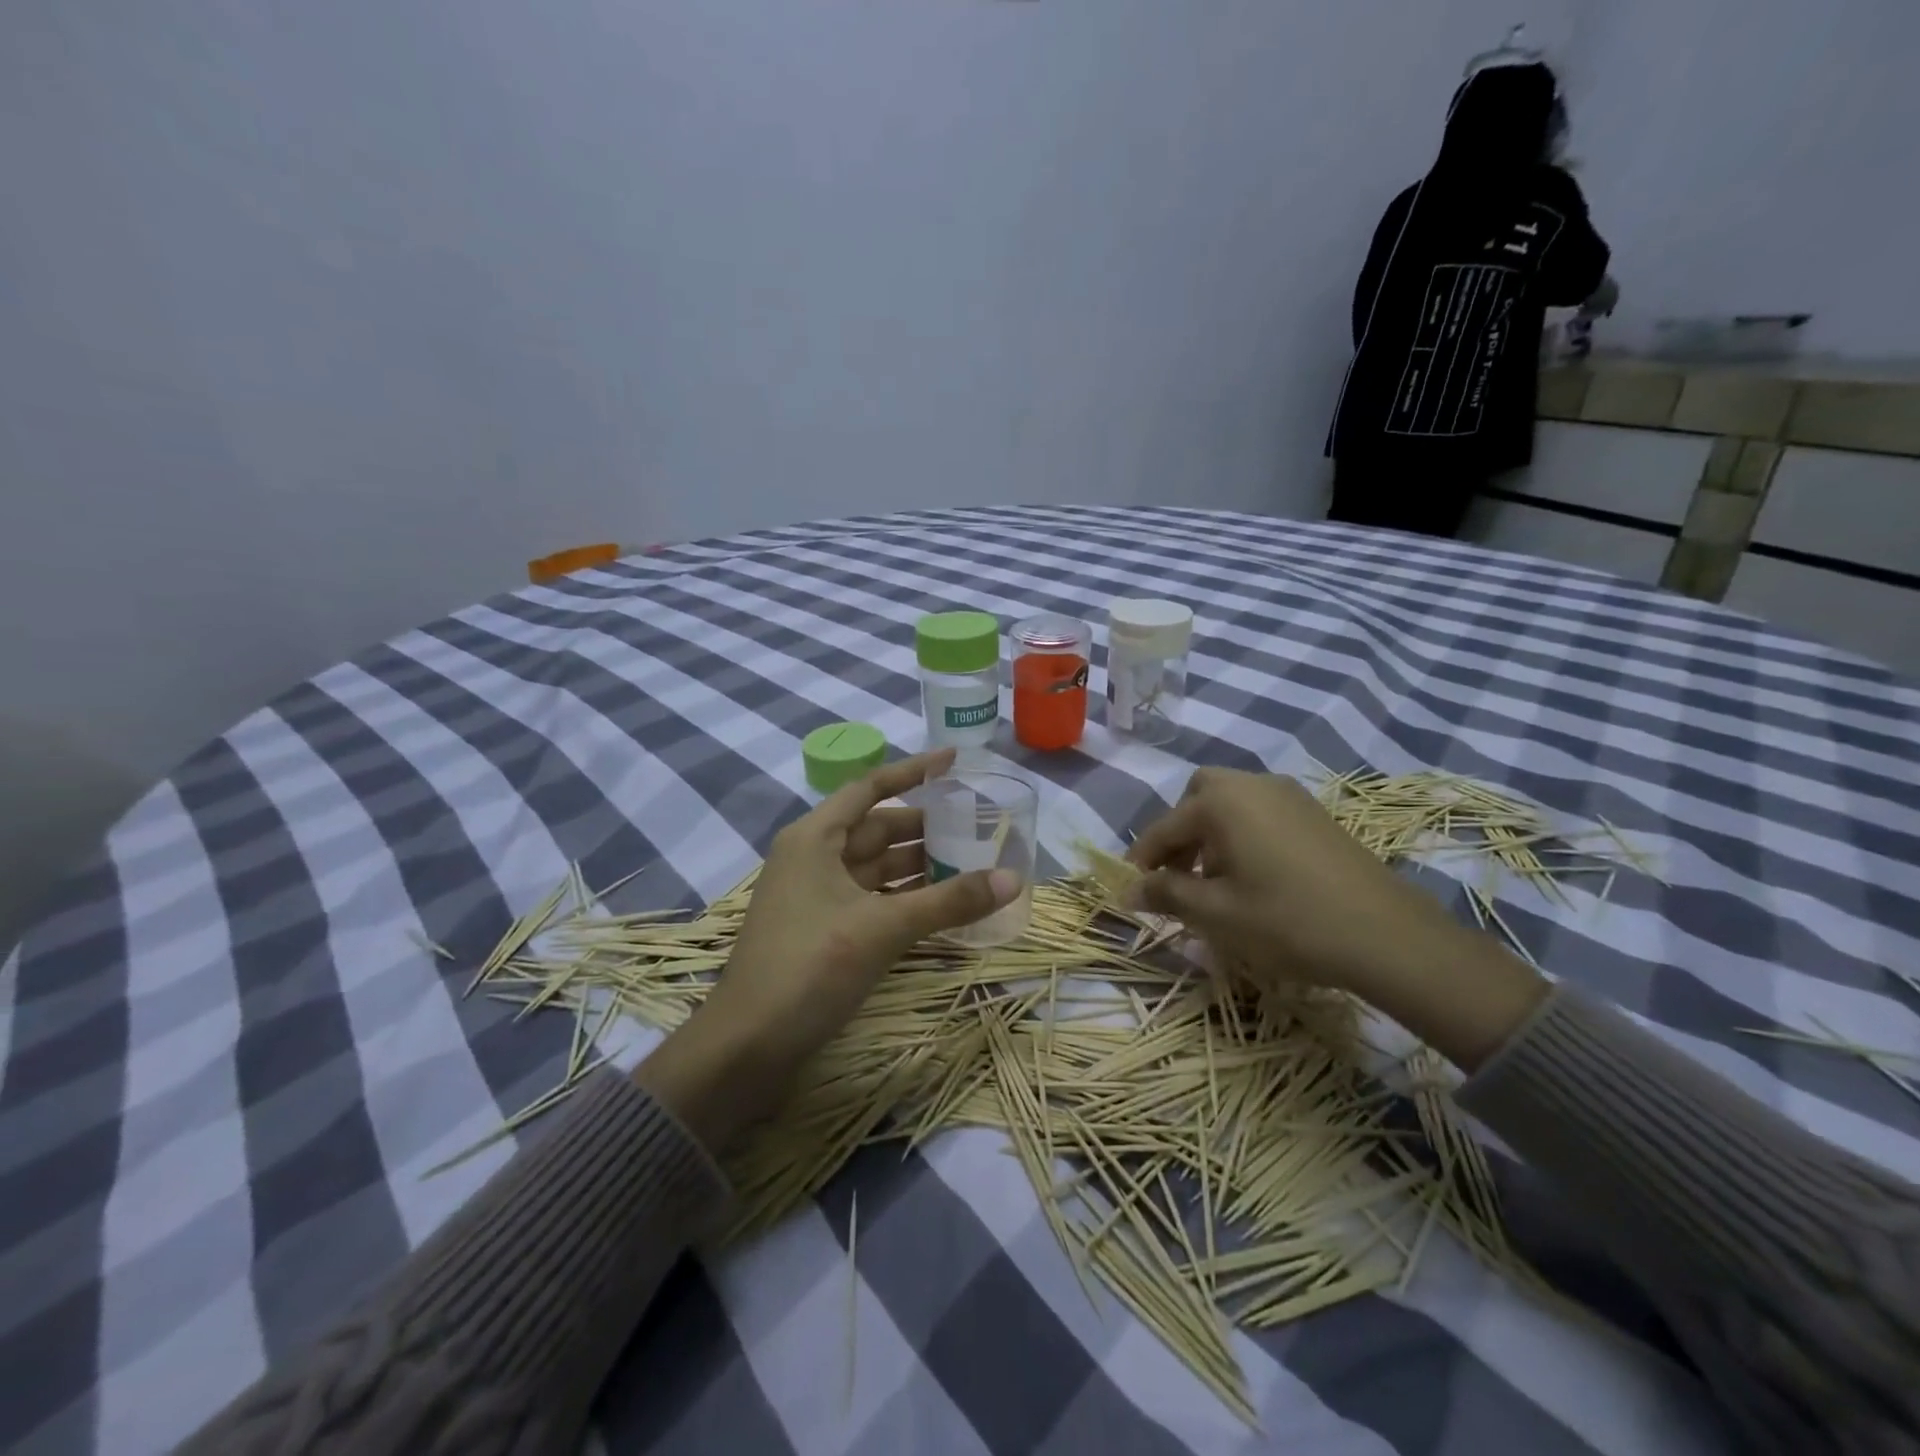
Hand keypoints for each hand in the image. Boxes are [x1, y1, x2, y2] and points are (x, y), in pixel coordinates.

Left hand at [636, 749, 1020, 1147]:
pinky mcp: (823, 929)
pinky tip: (942, 906)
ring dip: (920, 866)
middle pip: (878, 829)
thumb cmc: (808, 967)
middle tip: (978, 826)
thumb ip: (948, 901)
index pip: (871, 788)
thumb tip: (1014, 879)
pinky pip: (873, 899)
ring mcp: (817, 895)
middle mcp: (814, 857)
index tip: (955, 762)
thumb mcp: (882, 929)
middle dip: (926, 827)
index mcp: (815, 837)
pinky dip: (905, 899)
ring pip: (877, 868)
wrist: (746, 1047)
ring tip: (972, 863)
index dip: (913, 772)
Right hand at [1126, 768, 1545, 1069]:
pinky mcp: (1315, 814)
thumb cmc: (1288, 921)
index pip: (1164, 827)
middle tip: (1177, 875)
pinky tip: (1253, 877)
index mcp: (1222, 802)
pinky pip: (1261, 813)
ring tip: (1214, 883)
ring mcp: (1289, 796)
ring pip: (1231, 804)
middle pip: (1199, 798)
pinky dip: (1243, 835)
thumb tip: (1130, 890)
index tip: (1131, 890)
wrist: (1388, 936)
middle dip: (1180, 833)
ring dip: (1211, 835)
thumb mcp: (1216, 914)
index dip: (1143, 860)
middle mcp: (1252, 785)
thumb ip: (1167, 894)